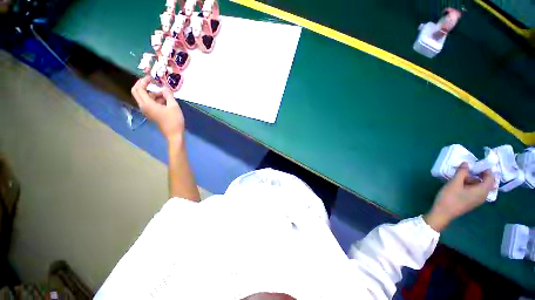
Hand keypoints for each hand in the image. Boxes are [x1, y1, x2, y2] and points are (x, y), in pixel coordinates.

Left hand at [131, 76, 184, 141]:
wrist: (174, 134)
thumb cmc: (174, 120)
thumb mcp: (173, 106)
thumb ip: (168, 95)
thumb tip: (165, 87)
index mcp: (147, 104)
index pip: (138, 88)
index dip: (143, 81)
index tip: (152, 77)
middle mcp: (144, 106)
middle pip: (137, 92)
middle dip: (143, 85)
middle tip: (153, 82)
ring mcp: (147, 111)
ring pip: (145, 97)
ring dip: (153, 93)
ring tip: (166, 94)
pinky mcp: (152, 113)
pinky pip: (150, 103)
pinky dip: (156, 99)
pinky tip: (166, 100)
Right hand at [424, 163, 494, 231]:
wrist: (443, 213)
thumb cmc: (450, 198)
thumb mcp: (454, 183)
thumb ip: (461, 172)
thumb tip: (466, 163)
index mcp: (482, 191)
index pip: (490, 178)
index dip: (487, 169)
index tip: (478, 163)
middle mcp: (482, 196)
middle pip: (486, 182)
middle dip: (479, 174)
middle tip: (469, 168)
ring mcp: (476, 200)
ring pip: (480, 187)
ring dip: (473, 180)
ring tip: (461, 176)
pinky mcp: (470, 202)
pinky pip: (475, 191)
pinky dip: (470, 185)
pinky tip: (460, 184)